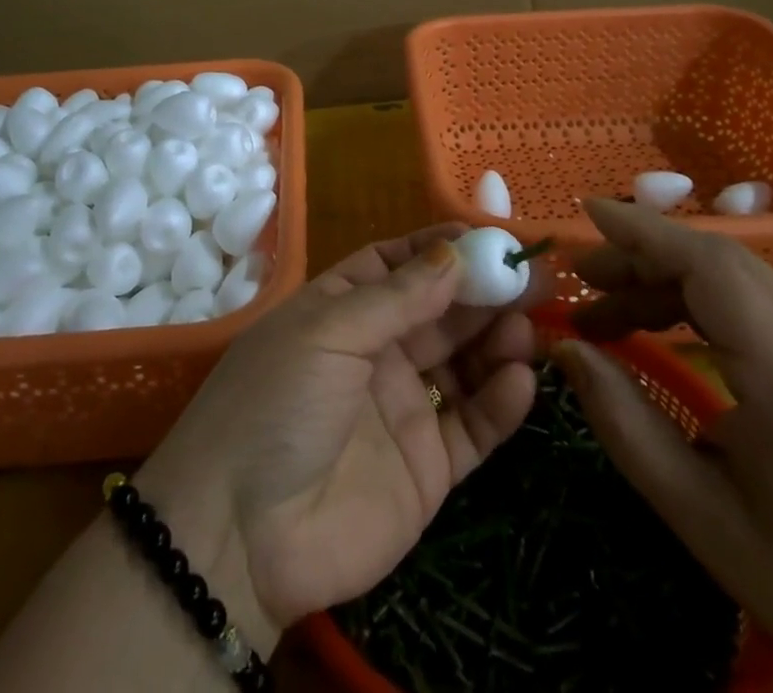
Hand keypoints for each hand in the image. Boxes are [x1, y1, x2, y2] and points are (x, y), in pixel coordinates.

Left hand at [134, 225, 539, 649]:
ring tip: (525, 327)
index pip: (398, 265)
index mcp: (342, 309)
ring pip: (463, 362)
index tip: (488, 236)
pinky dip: (500, 403)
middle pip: (439, 310)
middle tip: (531, 277)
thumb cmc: (277, 404)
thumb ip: (397, 298)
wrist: (241, 535)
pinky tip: (519, 381)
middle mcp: (376, 351)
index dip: (440, 248)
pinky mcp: (427, 467)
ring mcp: (403, 408)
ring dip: (496, 341)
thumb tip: (453, 253)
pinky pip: (473, 426)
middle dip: (482, 291)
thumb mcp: (329, 334)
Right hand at [554, 199, 772, 692]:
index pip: (710, 267)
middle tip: (583, 284)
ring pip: (737, 275)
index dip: (644, 232)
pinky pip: (757, 300)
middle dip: (641, 257)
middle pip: (719, 260)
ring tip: (611, 315)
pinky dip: (699, 299)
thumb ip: (625, 423)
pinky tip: (668, 329)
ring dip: (666, 280)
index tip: (586, 214)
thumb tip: (566, 349)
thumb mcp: (702, 516)